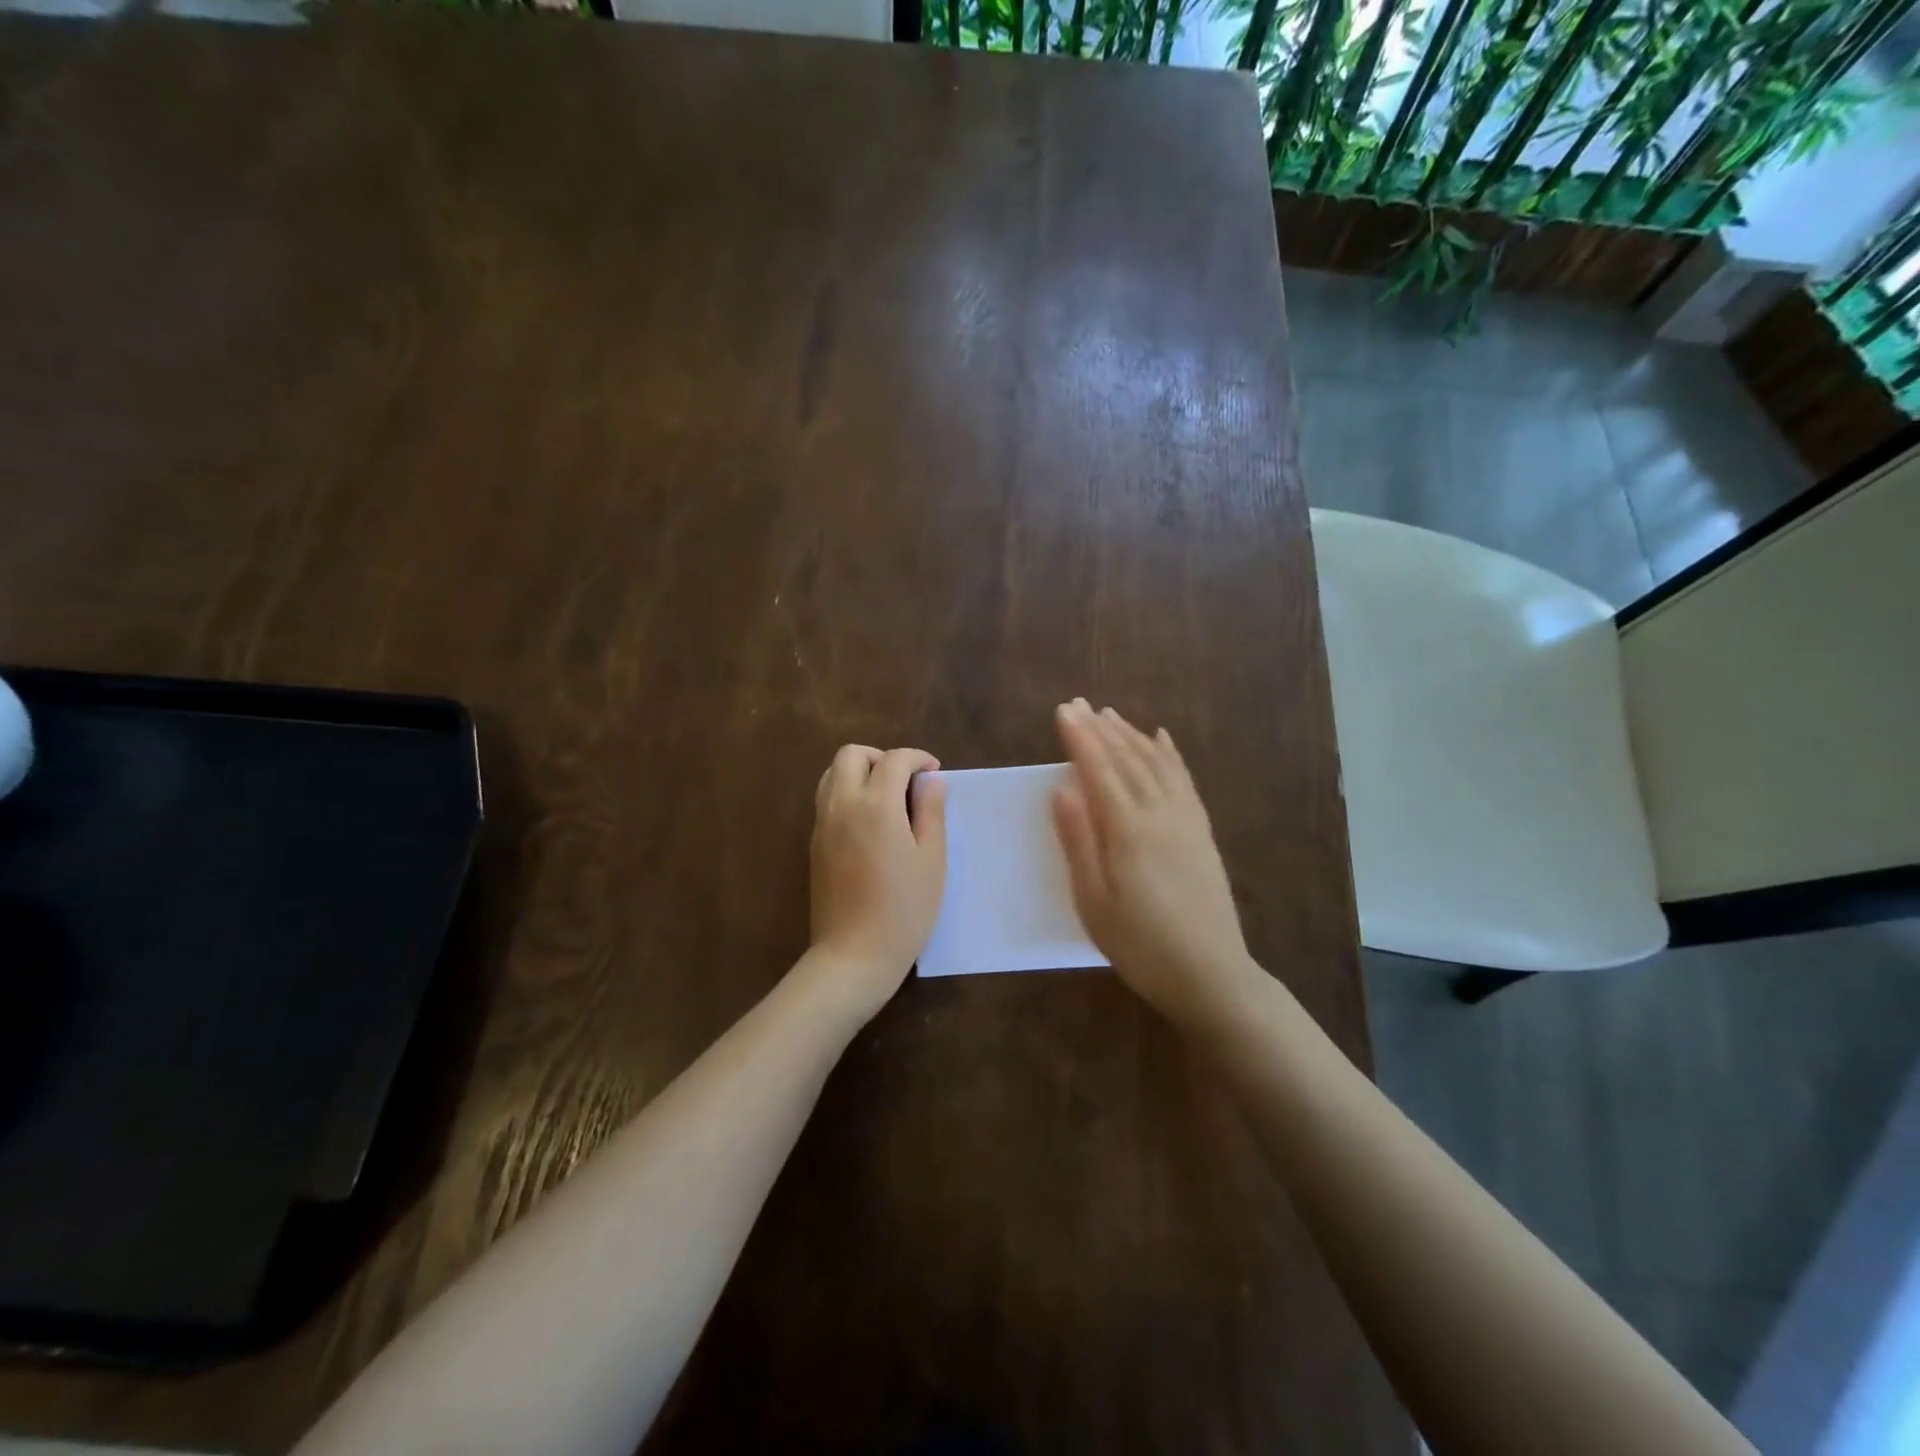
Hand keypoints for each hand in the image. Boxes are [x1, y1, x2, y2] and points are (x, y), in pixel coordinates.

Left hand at [809, 744, 947, 1016]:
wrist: (854, 954)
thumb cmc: (904, 908)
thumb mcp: (932, 859)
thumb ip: (931, 812)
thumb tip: (930, 781)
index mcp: (876, 805)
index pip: (894, 760)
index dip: (917, 758)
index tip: (934, 772)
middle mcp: (842, 805)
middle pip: (851, 755)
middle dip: (881, 757)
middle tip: (906, 781)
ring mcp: (822, 824)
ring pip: (831, 774)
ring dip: (859, 772)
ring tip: (887, 798)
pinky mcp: (814, 844)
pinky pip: (826, 800)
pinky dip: (847, 793)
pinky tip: (870, 823)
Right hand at [1051, 700, 1254, 1017]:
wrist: (1210, 973)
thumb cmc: (1139, 944)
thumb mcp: (1093, 901)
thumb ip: (1078, 841)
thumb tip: (1062, 788)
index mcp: (1128, 829)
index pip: (1098, 770)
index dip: (1080, 738)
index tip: (1063, 710)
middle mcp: (1160, 813)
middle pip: (1127, 759)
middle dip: (1101, 729)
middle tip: (1080, 704)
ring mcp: (1186, 820)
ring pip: (1156, 763)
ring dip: (1132, 735)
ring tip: (1112, 715)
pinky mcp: (1202, 832)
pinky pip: (1184, 780)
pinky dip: (1170, 754)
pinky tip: (1162, 739)